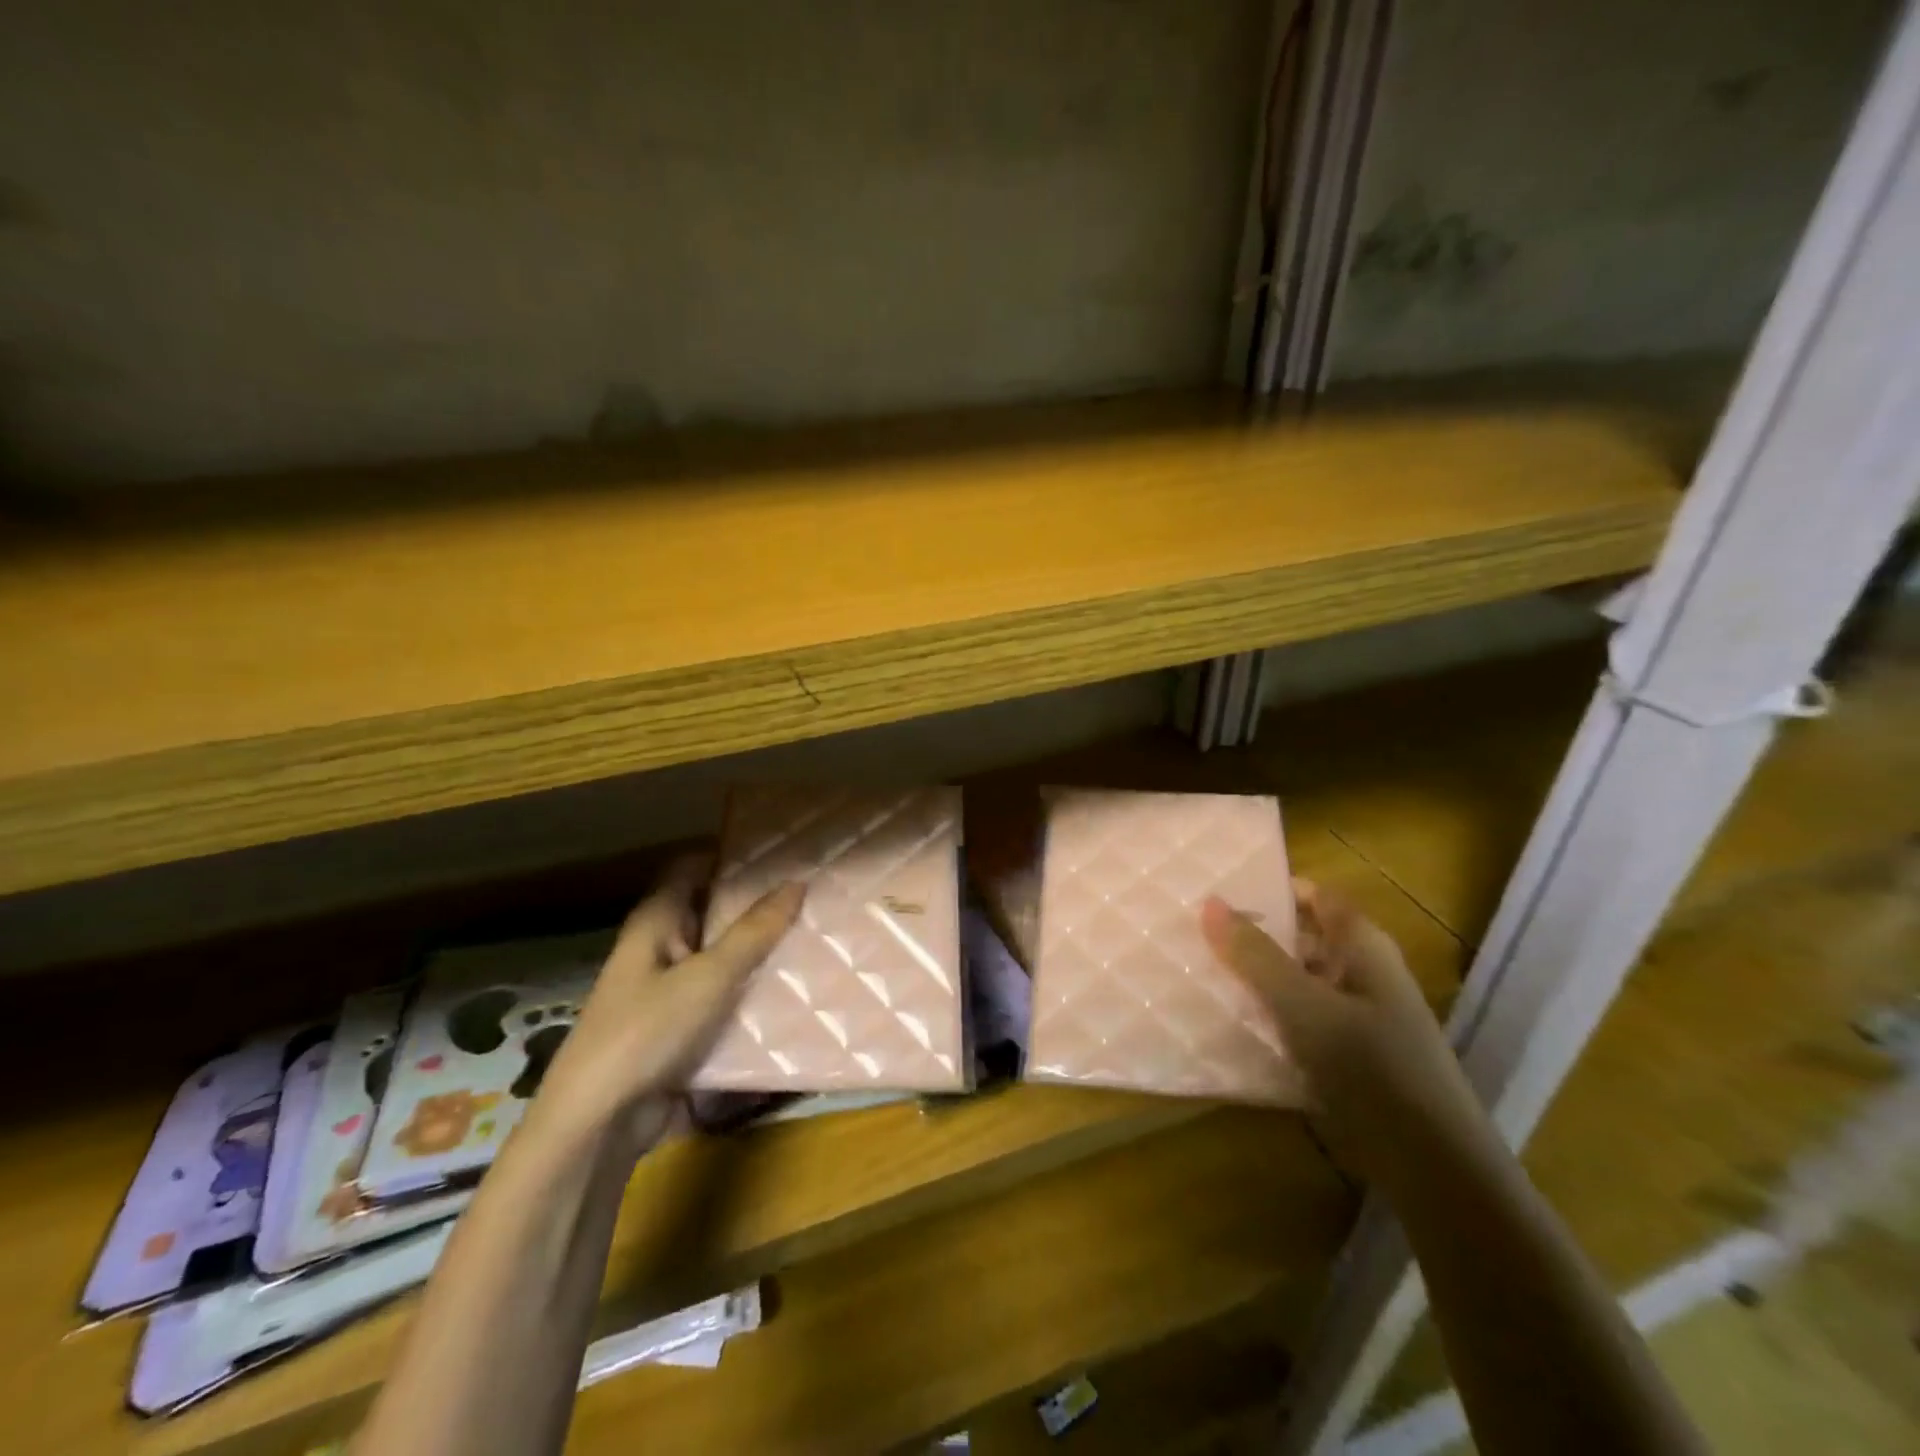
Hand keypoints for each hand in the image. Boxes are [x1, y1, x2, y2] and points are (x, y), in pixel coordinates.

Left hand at [536, 853, 803, 1142]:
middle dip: (756, 906)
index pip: (692, 867)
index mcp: (656, 922)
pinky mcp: (678, 1029)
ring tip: (813, 936)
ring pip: (720, 958)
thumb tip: (796, 882)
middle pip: (711, 912)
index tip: (782, 852)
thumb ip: (754, 931)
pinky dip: (749, 993)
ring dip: (758, 952)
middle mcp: (659, 949)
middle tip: (811, 896)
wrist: (598, 1124)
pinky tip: (791, 990)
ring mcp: (667, 991)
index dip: (731, 856)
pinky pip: (721, 999)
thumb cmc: (647, 1032)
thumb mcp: (708, 977)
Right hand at [1201, 879, 1491, 1186]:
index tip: (1220, 888)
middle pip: (1303, 938)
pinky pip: (1300, 1021)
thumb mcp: (1305, 1006)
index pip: (1315, 896)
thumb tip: (1210, 902)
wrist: (1433, 1168)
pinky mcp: (1349, 1057)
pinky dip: (1270, 1016)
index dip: (1272, 887)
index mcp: (1363, 947)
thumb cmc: (1372, 1068)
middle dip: (1255, 934)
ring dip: (1258, 978)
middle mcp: (1363, 973)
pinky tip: (1230, 1022)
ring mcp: (1358, 1017)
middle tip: (1197, 930)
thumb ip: (1257, 956)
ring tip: (1201, 972)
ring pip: (1298, 982)